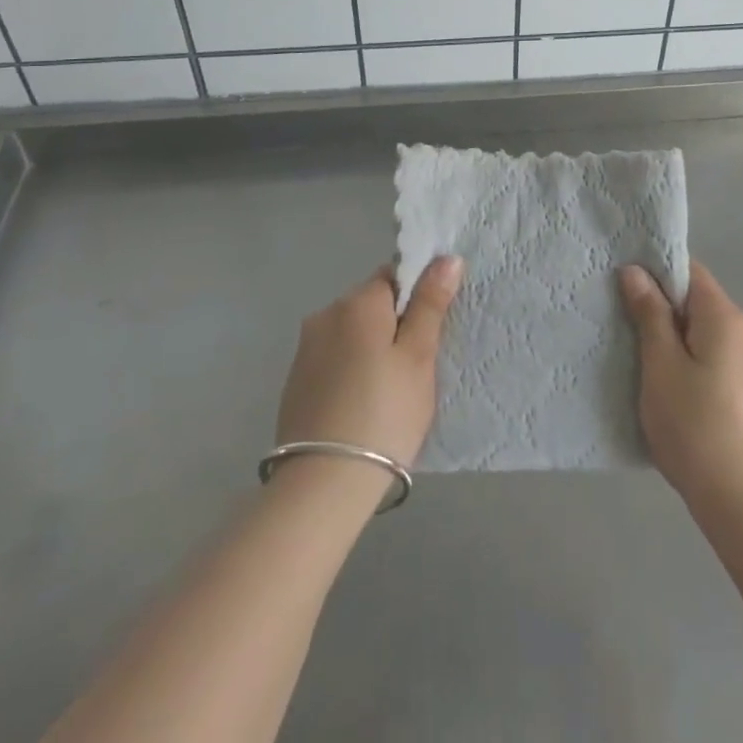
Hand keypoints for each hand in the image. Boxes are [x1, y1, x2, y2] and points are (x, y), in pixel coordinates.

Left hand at [276, 257, 462, 470]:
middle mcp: (325, 314)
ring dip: (370, 348)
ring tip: (388, 392)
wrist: (323, 484)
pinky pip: (333, 359)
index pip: (394, 275)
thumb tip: (447, 258)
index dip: (416, 298)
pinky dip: (350, 371)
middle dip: (394, 325)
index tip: (429, 333)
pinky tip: (360, 405)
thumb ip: (431, 304)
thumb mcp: (419, 357)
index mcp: (357, 302)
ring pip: (351, 333)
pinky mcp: (295, 381)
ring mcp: (305, 349)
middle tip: (414, 368)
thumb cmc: (384, 413)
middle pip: (371, 304)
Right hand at [620, 261, 742, 517]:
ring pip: (704, 333)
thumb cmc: (696, 428)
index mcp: (726, 316)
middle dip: (661, 310)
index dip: (655, 272)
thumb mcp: (661, 366)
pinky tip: (671, 390)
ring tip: (641, 361)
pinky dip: (691, 362)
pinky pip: (715, 358)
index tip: (622, 286)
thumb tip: (636, 271)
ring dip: (674, 339)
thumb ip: (650, 314)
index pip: (689, 271)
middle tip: (623, 327)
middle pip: (697, 302)